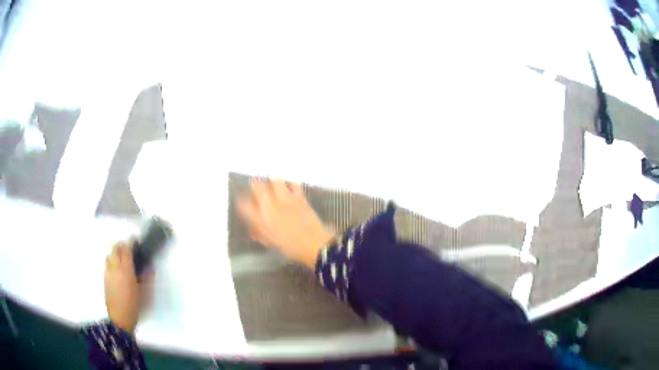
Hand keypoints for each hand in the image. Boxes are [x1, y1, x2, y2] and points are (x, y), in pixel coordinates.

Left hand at [104, 242, 148, 333]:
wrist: (120, 319)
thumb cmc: (135, 306)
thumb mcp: (145, 294)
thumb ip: (147, 278)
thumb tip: (150, 266)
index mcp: (126, 270)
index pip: (126, 249)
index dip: (131, 243)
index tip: (136, 242)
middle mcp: (115, 267)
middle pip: (115, 248)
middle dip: (122, 245)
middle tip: (130, 250)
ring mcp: (108, 272)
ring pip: (109, 254)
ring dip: (116, 253)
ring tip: (123, 259)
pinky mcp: (104, 278)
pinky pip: (107, 263)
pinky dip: (112, 261)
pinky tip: (117, 270)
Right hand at [237, 179, 334, 268]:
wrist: (315, 245)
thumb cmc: (292, 247)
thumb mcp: (272, 242)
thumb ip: (260, 234)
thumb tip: (253, 230)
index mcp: (262, 220)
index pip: (244, 205)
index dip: (241, 202)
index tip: (242, 201)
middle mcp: (271, 206)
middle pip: (257, 187)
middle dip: (254, 185)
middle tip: (256, 187)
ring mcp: (286, 199)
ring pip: (274, 181)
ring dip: (271, 181)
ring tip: (272, 184)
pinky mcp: (299, 197)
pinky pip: (293, 184)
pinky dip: (290, 183)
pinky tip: (289, 185)